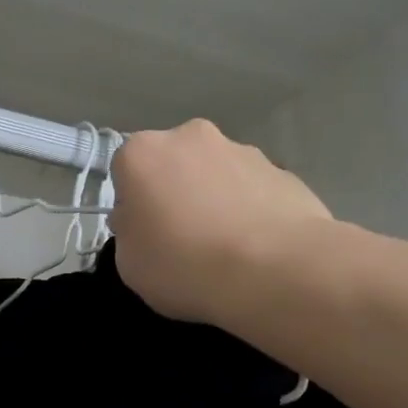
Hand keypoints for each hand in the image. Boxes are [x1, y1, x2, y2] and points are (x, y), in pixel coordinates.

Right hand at [109, 118, 333, 325]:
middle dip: (173, 192)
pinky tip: (254, 247)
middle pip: (172, 164)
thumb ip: (130, 232)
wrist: (276, 271)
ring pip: (214, 173)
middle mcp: (190, 137)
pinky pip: (251, 189)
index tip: (142, 232)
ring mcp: (241, 149)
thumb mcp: (129, 264)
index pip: (124, 170)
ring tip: (223, 246)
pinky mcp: (282, 170)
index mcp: (143, 153)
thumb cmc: (184, 266)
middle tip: (180, 238)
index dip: (132, 203)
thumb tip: (143, 221)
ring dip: (212, 198)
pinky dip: (248, 209)